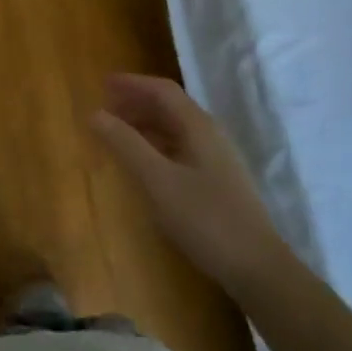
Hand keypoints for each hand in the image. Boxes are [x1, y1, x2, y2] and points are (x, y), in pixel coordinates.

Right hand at [90, 74, 282, 284]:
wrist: (256, 267)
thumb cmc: (205, 219)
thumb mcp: (158, 180)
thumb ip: (126, 144)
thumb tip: (95, 113)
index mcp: (198, 127)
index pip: (163, 91)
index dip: (132, 84)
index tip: (102, 84)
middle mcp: (210, 135)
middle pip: (170, 106)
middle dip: (136, 102)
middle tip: (104, 107)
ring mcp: (216, 159)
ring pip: (175, 128)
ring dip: (145, 123)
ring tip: (116, 132)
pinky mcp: (217, 181)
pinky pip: (180, 148)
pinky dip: (155, 144)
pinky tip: (142, 162)